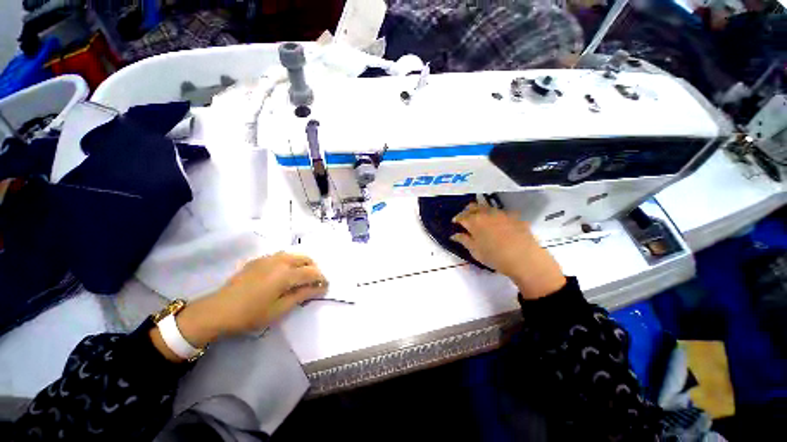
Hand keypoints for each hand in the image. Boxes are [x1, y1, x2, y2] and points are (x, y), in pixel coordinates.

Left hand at [152, 253, 326, 361]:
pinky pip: (282, 255)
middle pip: (306, 259)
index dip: (322, 279)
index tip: (325, 287)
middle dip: (314, 269)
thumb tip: (319, 288)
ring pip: (294, 255)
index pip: (312, 272)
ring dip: (303, 263)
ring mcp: (268, 258)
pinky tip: (285, 273)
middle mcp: (280, 261)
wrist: (217, 310)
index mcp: (286, 274)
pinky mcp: (259, 259)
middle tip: (314, 282)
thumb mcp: (279, 309)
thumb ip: (302, 295)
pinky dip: (291, 261)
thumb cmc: (250, 314)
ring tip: (302, 277)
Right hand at [451, 203, 565, 299]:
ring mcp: (502, 213)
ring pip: (486, 207)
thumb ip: (464, 240)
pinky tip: (498, 224)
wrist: (525, 259)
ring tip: (480, 220)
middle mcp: (486, 213)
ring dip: (480, 211)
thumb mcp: (475, 251)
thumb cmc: (495, 257)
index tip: (455, 223)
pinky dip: (495, 216)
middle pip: (473, 207)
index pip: (461, 216)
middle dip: (467, 211)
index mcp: (474, 221)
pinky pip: (501, 212)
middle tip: (465, 219)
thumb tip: (454, 235)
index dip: (457, 219)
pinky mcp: (515, 217)